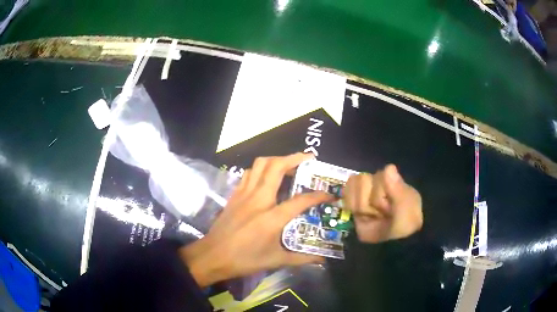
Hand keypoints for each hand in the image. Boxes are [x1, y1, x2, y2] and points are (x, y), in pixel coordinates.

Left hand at [179, 153, 331, 286]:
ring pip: (261, 164)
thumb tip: (322, 259)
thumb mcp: (276, 261)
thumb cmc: (244, 260)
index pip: (300, 200)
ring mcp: (244, 194)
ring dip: (277, 160)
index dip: (318, 195)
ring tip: (289, 166)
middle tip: (308, 159)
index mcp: (272, 218)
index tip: (329, 193)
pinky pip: (250, 173)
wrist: (213, 256)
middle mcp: (258, 200)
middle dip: (295, 158)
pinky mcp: (235, 195)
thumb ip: (302, 258)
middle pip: (276, 167)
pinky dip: (262, 169)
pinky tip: (268, 178)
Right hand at [344, 164, 422, 242]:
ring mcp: (364, 193)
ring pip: (352, 190)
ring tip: (373, 216)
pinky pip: (346, 198)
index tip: (391, 205)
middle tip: (383, 212)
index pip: (378, 175)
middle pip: (362, 180)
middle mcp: (377, 183)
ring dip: (363, 207)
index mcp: (392, 180)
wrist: (393, 243)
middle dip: (372, 201)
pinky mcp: (354, 204)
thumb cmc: (404, 222)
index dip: (381, 191)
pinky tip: (362, 216)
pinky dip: (352, 207)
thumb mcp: (405, 207)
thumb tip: (389, 166)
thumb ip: (397, 188)